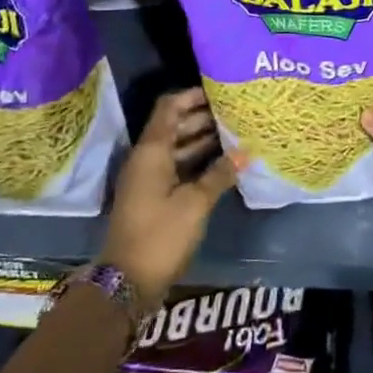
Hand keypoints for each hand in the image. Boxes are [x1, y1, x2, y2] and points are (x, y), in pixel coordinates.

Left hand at [100, 87, 239, 309]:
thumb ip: (220, 174)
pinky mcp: (154, 197)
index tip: (220, 91)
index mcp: (152, 151)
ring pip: (178, 148)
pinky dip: (198, 162)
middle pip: (175, 126)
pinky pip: (178, 168)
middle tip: (236, 112)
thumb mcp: (195, 203)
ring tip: (236, 134)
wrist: (128, 281)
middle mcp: (148, 159)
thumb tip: (245, 152)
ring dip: (203, 140)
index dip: (192, 96)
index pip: (170, 107)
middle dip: (204, 118)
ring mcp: (149, 179)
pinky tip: (224, 164)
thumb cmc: (160, 234)